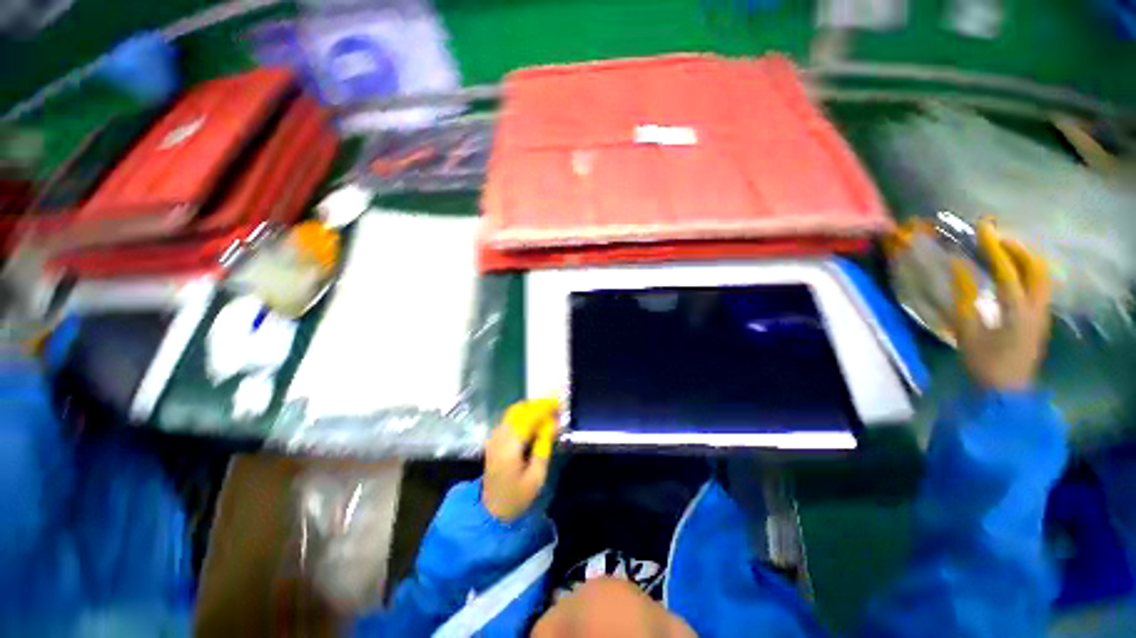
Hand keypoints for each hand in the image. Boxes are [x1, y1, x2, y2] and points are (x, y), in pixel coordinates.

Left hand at [482, 399, 558, 521]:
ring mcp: (494, 437)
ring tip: (548, 413)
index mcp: (510, 447)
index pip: (528, 417)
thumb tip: (554, 423)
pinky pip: (510, 419)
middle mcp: (499, 437)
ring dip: (531, 408)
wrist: (492, 511)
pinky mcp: (493, 439)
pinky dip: (524, 414)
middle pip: (519, 410)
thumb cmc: (518, 497)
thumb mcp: (537, 476)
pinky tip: (535, 421)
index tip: (560, 404)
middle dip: (538, 405)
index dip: (545, 408)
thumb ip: (544, 446)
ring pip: (513, 412)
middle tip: (556, 408)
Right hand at [951, 220, 1050, 390]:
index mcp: (1017, 311)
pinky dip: (1026, 271)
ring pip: (1041, 275)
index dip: (995, 247)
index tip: (983, 227)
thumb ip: (964, 297)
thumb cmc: (983, 362)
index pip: (1008, 270)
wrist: (1006, 391)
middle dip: (1017, 248)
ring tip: (1003, 251)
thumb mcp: (967, 331)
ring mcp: (1041, 312)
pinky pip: (1038, 285)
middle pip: (1036, 267)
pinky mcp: (1039, 318)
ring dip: (1024, 258)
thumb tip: (957, 267)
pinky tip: (1011, 272)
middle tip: (995, 238)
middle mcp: (1036, 307)